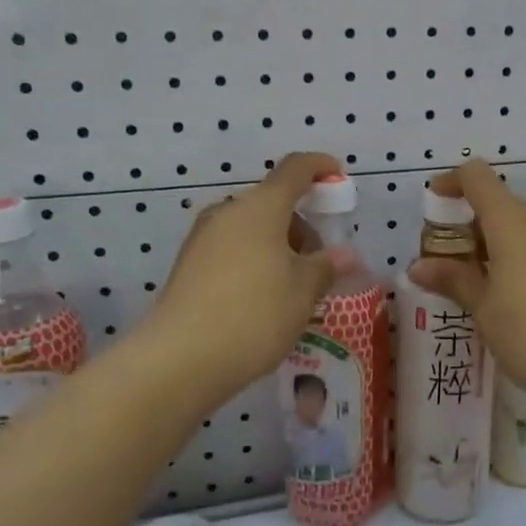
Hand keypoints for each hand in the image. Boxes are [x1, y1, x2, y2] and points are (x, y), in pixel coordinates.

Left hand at [143, 153, 351, 405]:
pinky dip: (255, 261)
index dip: (319, 167)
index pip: (294, 169)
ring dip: (278, 246)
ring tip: (293, 289)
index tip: (338, 176)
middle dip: (301, 224)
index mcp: (261, 207)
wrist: (180, 359)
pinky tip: (263, 300)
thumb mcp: (303, 292)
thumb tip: (345, 255)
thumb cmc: (255, 315)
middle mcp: (228, 213)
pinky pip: (232, 249)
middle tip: (320, 263)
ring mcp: (203, 238)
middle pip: (272, 202)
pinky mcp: (188, 265)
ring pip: (251, 229)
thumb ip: (326, 266)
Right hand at [408, 160, 525, 413]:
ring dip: (493, 240)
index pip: (477, 177)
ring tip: (473, 279)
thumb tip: (418, 267)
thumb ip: (452, 279)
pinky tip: (505, 292)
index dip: (451, 183)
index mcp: (512, 219)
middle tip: (448, 259)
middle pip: (498, 200)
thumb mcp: (482, 307)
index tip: (434, 207)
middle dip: (469, 222)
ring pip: (520, 223)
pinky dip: (516, 253)